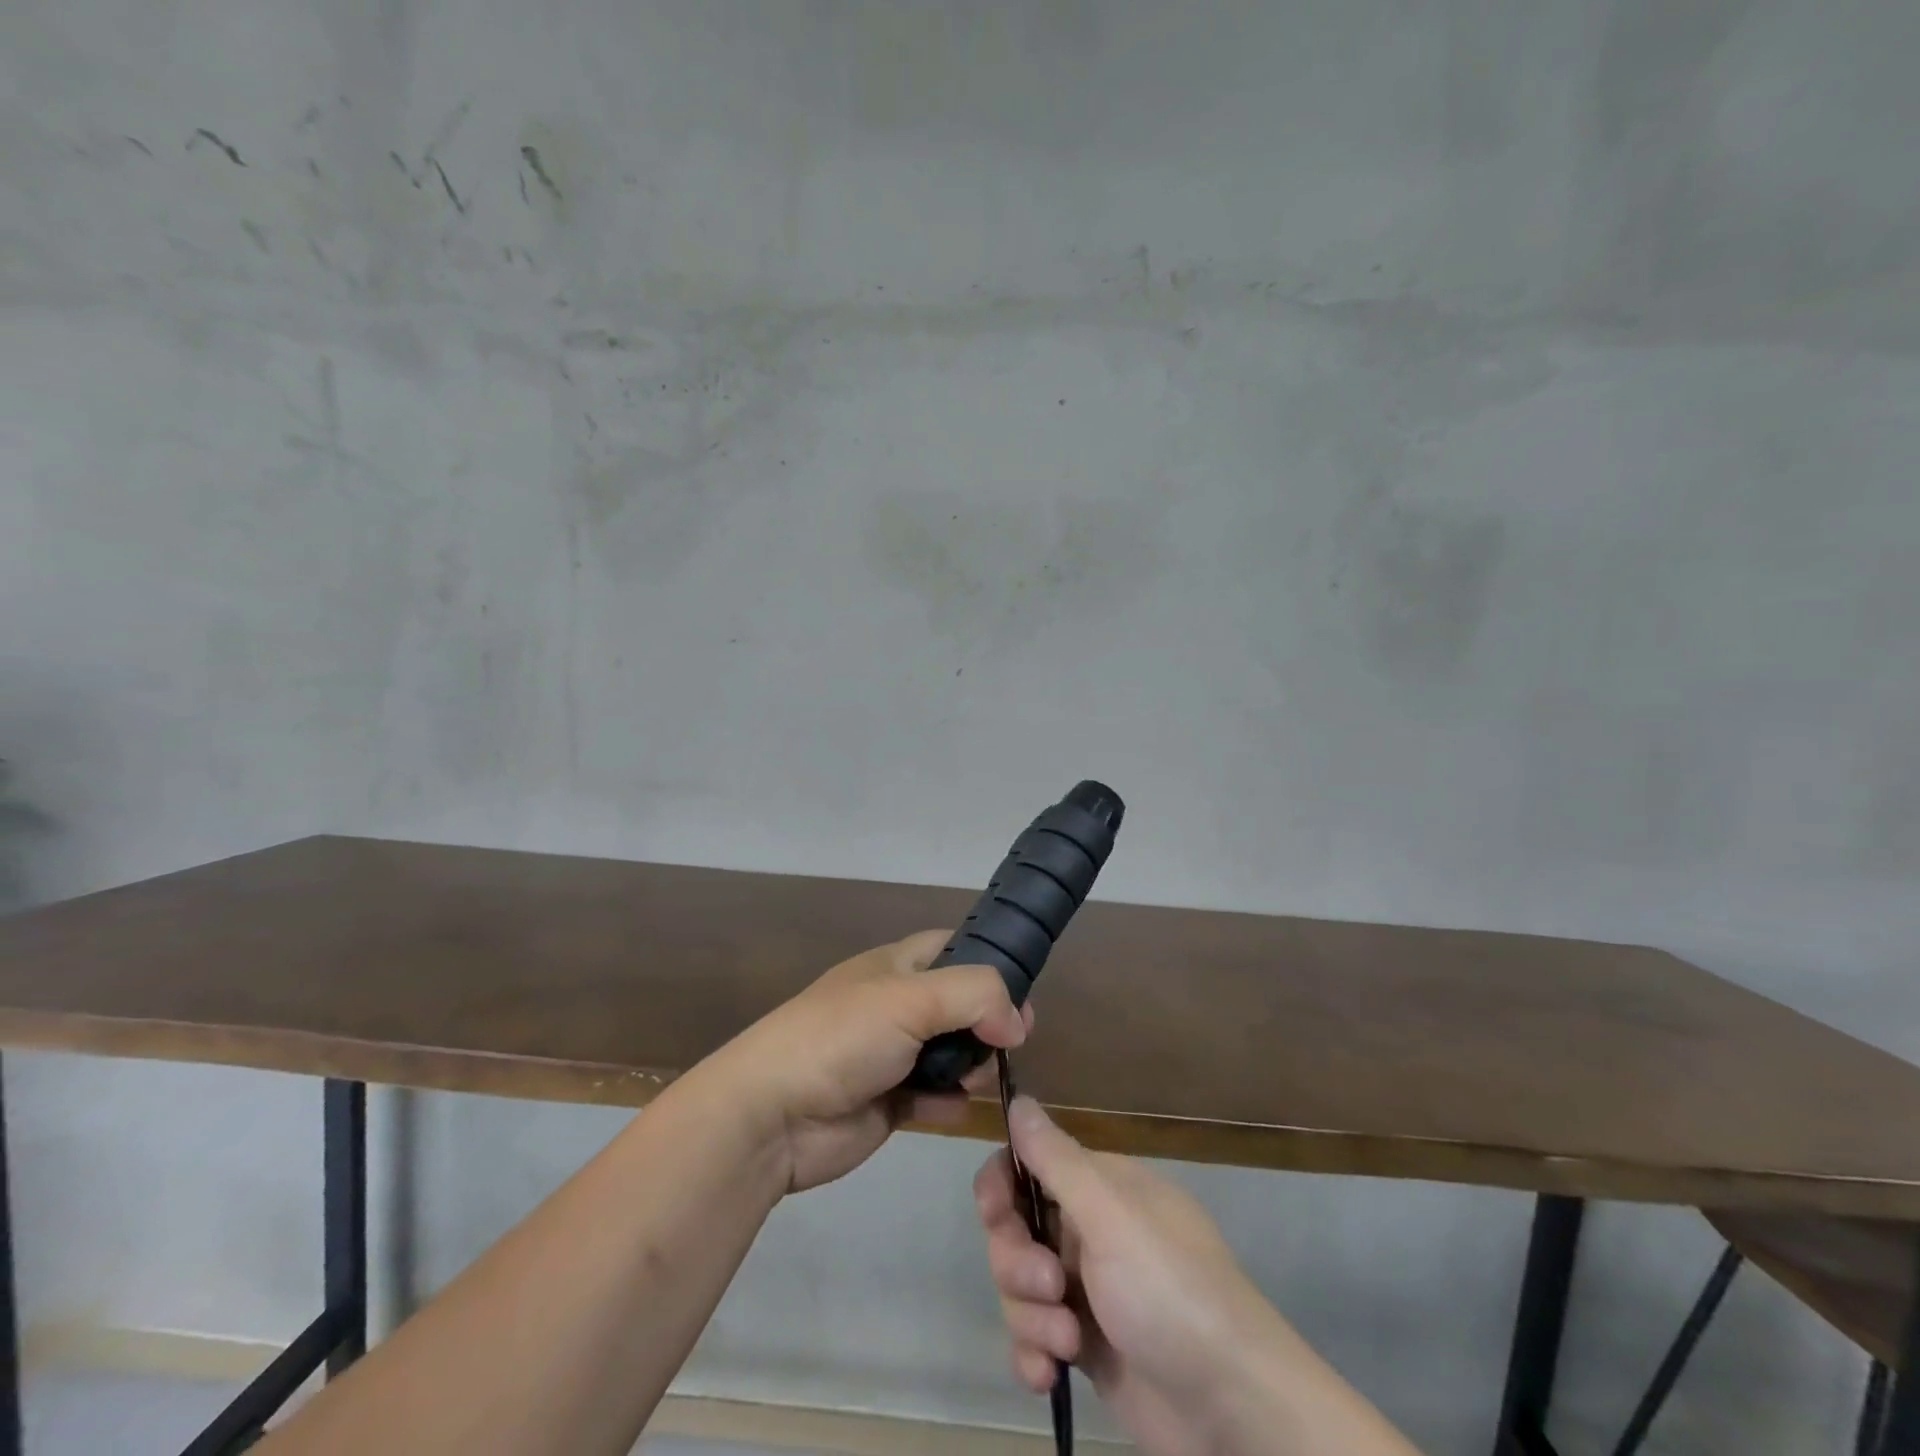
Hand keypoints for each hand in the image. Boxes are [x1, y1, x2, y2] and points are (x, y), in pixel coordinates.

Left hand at [703, 931, 1030, 1193]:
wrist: (772, 1115)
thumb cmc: (842, 1038)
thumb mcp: (910, 998)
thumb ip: (975, 996)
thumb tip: (1016, 1023)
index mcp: (895, 966)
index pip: (951, 946)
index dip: (989, 960)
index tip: (1021, 990)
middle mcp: (895, 1004)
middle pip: (958, 1002)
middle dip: (989, 1019)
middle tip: (1012, 1041)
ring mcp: (891, 1054)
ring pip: (950, 1051)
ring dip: (972, 1064)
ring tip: (977, 1077)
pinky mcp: (887, 1101)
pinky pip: (933, 1095)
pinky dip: (948, 1101)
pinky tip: (953, 1108)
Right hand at [976, 1097, 1295, 1455]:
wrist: (1231, 1407)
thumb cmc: (1168, 1289)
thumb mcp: (1110, 1214)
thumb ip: (1056, 1158)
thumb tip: (1018, 1097)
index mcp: (1099, 1188)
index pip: (1029, 1166)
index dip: (1002, 1185)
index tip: (995, 1213)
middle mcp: (1090, 1230)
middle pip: (1015, 1228)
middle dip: (1017, 1261)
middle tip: (1050, 1288)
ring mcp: (1088, 1290)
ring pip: (1020, 1286)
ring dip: (1031, 1316)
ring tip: (1067, 1341)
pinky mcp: (1087, 1346)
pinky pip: (1034, 1337)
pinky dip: (1034, 1353)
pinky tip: (1049, 1375)